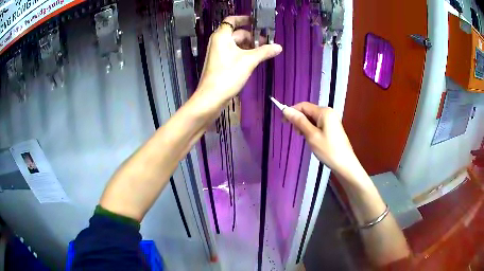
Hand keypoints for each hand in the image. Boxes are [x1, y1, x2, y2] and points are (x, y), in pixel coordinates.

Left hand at [196, 16, 281, 107]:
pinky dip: (243, 53)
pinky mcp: (220, 63)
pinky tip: (254, 59)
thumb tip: (279, 47)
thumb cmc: (227, 75)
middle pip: (237, 33)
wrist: (211, 97)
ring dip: (249, 46)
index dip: (244, 19)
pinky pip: (233, 52)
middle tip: (266, 41)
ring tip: (263, 51)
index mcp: (222, 36)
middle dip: (251, 36)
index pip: (232, 20)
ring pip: (236, 44)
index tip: (257, 22)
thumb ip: (264, 52)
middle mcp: (218, 42)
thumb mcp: (249, 61)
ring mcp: (218, 53)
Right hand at [283, 102, 359, 176]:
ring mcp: (331, 120)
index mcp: (324, 112)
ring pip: (312, 119)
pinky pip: (318, 124)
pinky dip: (311, 129)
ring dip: (305, 126)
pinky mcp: (332, 128)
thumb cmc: (328, 150)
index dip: (292, 111)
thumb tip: (285, 110)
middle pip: (308, 111)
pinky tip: (311, 139)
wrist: (345, 164)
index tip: (283, 122)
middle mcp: (328, 112)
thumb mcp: (311, 135)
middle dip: (299, 120)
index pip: (304, 106)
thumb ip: (299, 121)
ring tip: (304, 138)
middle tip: (296, 134)